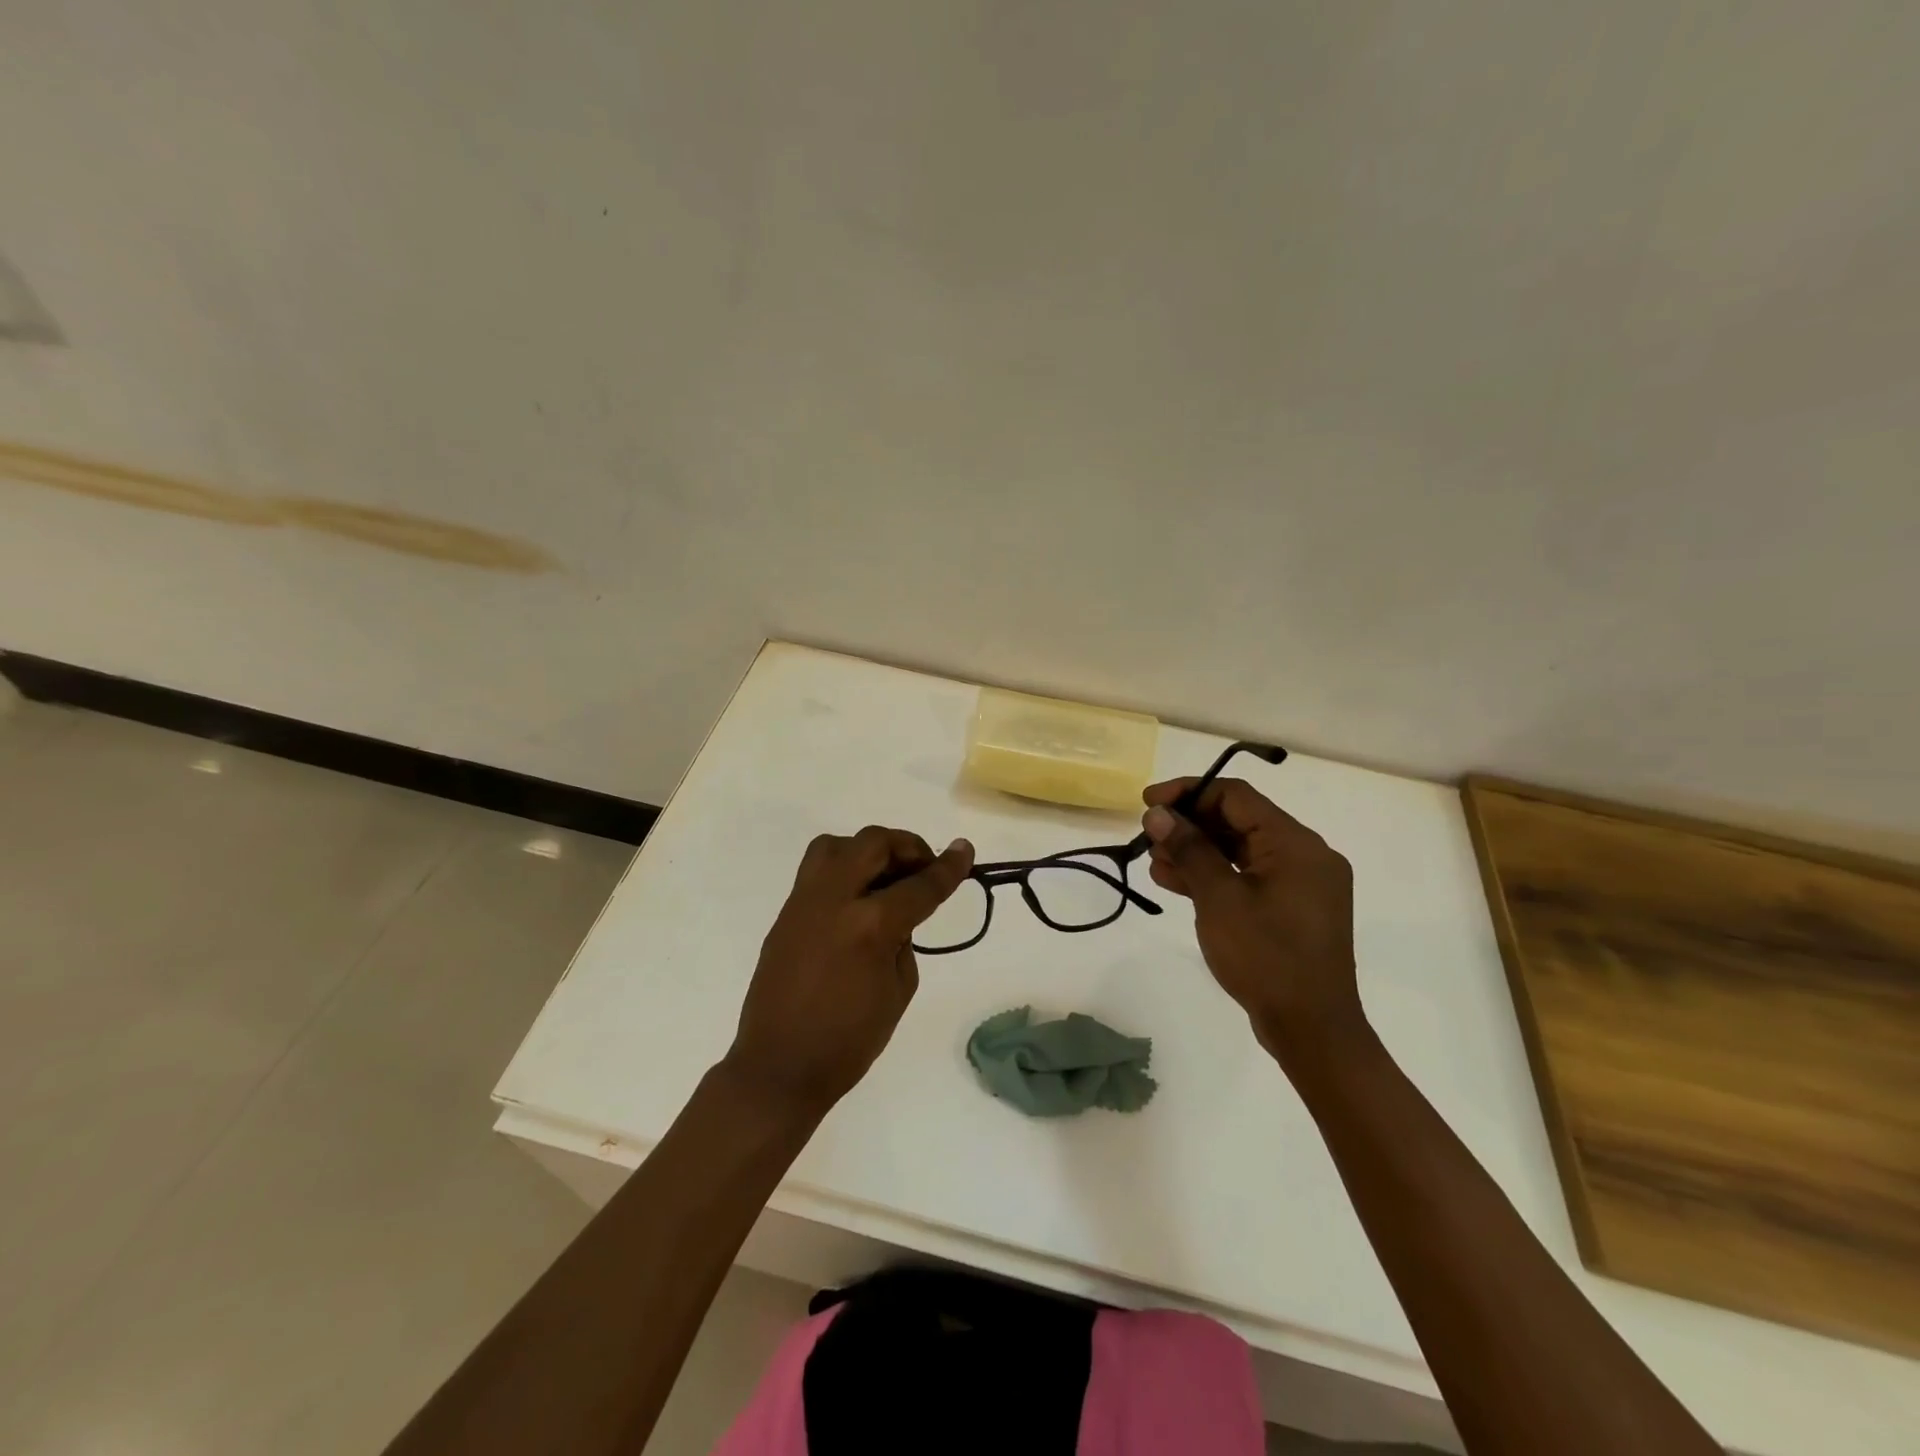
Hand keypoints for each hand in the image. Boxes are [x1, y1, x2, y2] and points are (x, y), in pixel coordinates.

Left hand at [725, 826, 973, 1115]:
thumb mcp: (899, 991)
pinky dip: (844, 870)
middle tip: (922, 867)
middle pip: (873, 843)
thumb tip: (898, 913)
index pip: (919, 886)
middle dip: (906, 847)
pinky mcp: (786, 912)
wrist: (779, 1066)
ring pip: (836, 845)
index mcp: (870, 926)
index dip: (948, 867)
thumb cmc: (849, 1040)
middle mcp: (834, 900)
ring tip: (884, 877)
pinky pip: (817, 870)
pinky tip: (857, 901)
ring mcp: (804, 902)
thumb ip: (903, 939)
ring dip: (867, 850)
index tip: (965, 850)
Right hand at [1141, 777, 1365, 1068]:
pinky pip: (1249, 878)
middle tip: (1148, 837)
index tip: (1148, 803)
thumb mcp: (1219, 898)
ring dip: (1197, 852)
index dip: (1188, 792)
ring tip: (1155, 864)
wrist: (1313, 1030)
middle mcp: (1305, 855)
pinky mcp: (1292, 910)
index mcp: (1296, 844)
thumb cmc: (1266, 957)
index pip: (1236, 796)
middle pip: (1238, 821)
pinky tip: (1176, 884)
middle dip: (1189, 826)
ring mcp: (1300, 885)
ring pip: (1240, 851)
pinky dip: (1215, 877)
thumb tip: (1158, 813)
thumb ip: (1189, 849)